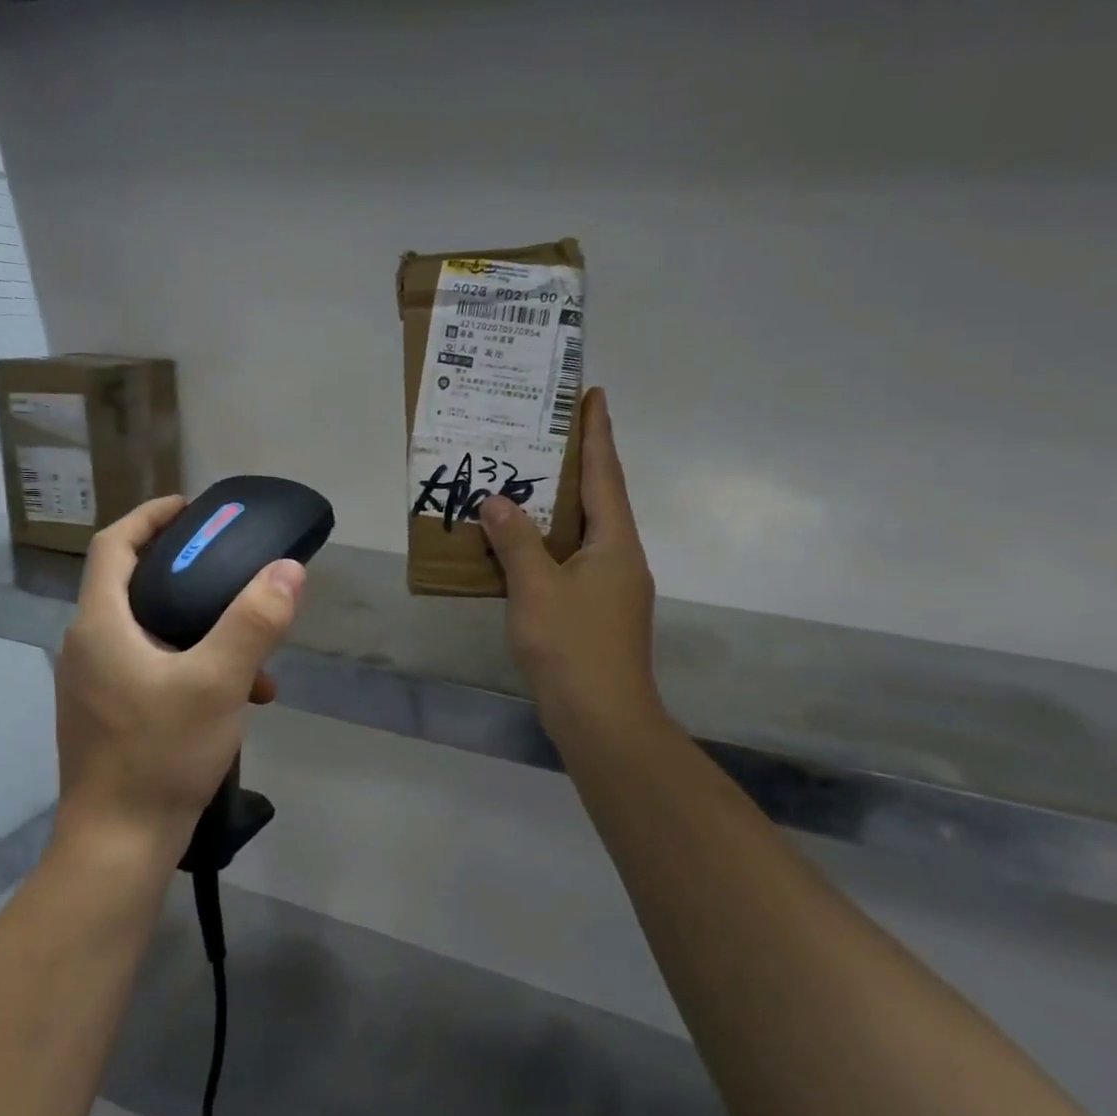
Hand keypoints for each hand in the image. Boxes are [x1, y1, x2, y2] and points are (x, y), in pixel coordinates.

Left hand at [53, 495, 305, 862]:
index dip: (151, 516)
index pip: (115, 544)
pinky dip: (194, 666)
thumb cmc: (160, 754)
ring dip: (202, 629)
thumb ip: (254, 622)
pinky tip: (240, 697)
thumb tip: (288, 569)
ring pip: (152, 631)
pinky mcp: (110, 714)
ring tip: (255, 651)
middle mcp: (88, 646)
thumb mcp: (219, 682)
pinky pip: (154, 667)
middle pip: (136, 584)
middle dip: (189, 573)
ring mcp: (95, 684)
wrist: (119, 844)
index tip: (193, 508)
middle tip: (234, 570)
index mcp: (100, 625)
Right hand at [479, 388, 662, 744]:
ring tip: (527, 479)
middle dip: (576, 463)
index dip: (597, 433)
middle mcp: (620, 557)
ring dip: (559, 505)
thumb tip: (496, 501)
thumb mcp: (536, 589)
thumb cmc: (573, 648)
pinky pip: (572, 560)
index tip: (592, 394)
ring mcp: (612, 587)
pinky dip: (549, 543)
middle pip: (599, 498)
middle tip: (545, 432)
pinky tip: (522, 543)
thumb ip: (515, 541)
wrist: (603, 720)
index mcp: (615, 543)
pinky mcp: (597, 611)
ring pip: (583, 532)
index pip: (605, 474)